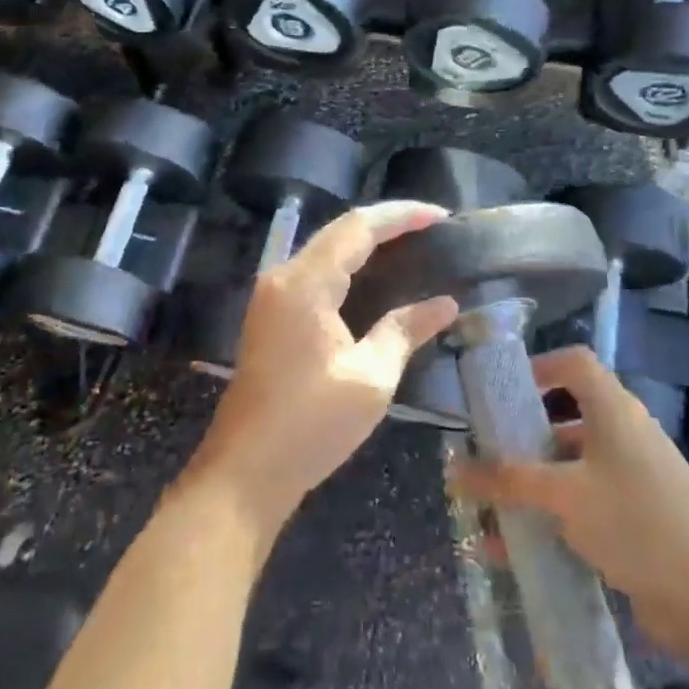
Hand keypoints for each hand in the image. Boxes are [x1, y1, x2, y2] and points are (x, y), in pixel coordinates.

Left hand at [187, 202, 459, 531]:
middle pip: (340, 230)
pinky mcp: (271, 314)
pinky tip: (375, 276)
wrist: (244, 473)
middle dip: (387, 223)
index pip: (358, 227)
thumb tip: (445, 304)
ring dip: (367, 241)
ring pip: (326, 248)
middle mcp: (283, 276)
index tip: (442, 216)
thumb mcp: (370, 378)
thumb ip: (405, 331)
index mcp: (306, 283)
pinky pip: (316, 270)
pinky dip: (350, 264)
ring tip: (412, 243)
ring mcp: (272, 295)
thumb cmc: (310, 426)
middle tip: (433, 227)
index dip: (401, 215)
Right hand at [452, 346, 688, 656]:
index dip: (539, 367)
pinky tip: (516, 554)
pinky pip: (583, 511)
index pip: (574, 364)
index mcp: (612, 409)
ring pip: (571, 471)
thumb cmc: (637, 520)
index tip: (502, 392)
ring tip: (490, 510)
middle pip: (566, 419)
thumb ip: (508, 481)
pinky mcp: (636, 523)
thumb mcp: (565, 495)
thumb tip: (453, 469)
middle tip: (483, 457)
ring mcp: (632, 481)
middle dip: (523, 439)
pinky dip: (551, 523)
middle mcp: (622, 436)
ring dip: (532, 488)